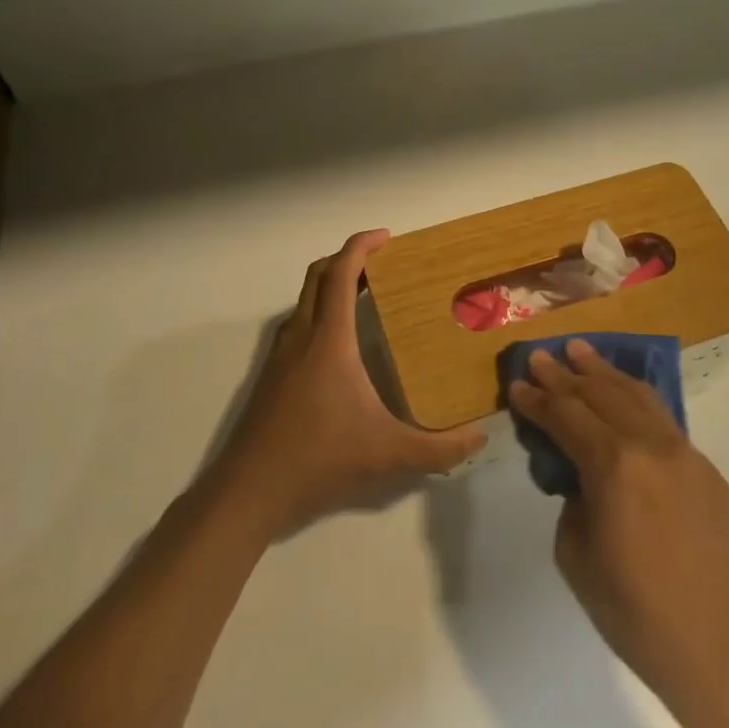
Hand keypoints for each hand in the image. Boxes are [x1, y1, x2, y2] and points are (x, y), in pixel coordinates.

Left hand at [208, 231, 485, 542]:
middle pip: (318, 276)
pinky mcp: (271, 375)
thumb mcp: (388, 454)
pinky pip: (298, 323)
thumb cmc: (319, 458)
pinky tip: (340, 344)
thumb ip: (439, 448)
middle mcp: (301, 337)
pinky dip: (319, 311)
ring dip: (331, 284)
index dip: (361, 247)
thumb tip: (479, 437)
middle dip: (348, 258)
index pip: (341, 274)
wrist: (249, 490)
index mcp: (329, 340)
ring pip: (304, 299)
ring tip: (366, 296)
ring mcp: (280, 356)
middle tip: (383, 264)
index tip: (387, 237)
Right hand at [509, 340, 728, 718]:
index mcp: (614, 466)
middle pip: (601, 394)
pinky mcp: (706, 469)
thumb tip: (583, 479)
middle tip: (540, 356)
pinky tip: (623, 394)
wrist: (720, 647)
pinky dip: (636, 399)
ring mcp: (685, 453)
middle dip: (566, 375)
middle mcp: (650, 446)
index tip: (516, 384)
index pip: (566, 417)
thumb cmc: (635, 613)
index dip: (537, 400)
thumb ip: (574, 501)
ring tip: (581, 352)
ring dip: (605, 372)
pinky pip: (663, 421)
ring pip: (638, 396)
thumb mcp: (576, 555)